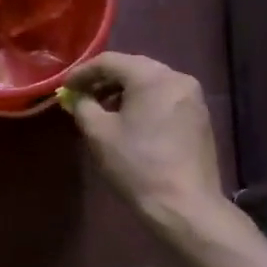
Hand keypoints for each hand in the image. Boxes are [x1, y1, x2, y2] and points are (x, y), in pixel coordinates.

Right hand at [65, 53, 225, 232]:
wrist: (185, 205)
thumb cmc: (137, 165)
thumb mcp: (99, 134)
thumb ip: (83, 106)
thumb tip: (78, 97)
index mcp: (151, 76)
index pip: (109, 61)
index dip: (83, 72)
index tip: (66, 87)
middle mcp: (177, 78)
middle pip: (133, 68)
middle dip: (104, 80)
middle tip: (82, 95)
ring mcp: (193, 97)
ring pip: (151, 82)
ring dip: (124, 91)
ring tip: (103, 110)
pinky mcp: (200, 116)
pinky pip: (165, 97)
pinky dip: (144, 102)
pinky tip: (131, 121)